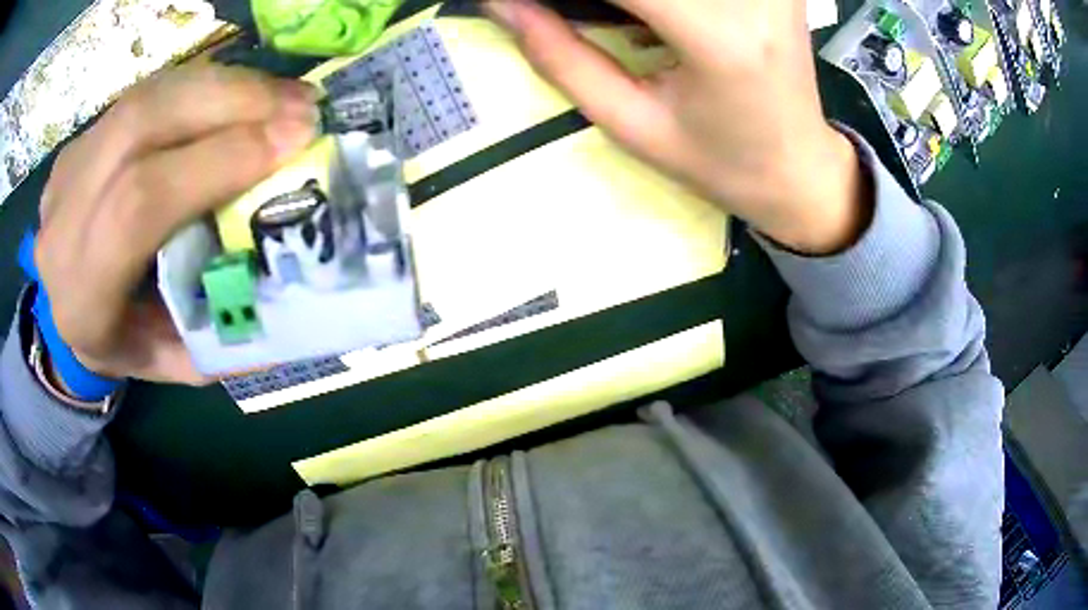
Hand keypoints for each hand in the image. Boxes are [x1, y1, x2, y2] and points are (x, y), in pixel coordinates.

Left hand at [34, 65, 317, 383]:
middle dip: (228, 101)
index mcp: (84, 293)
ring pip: (145, 97)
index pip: (140, 205)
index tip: (292, 142)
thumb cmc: (119, 345)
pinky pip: (145, 94)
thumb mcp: (174, 362)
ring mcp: (68, 167)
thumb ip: (225, 333)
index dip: (216, 161)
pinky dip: (199, 87)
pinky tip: (238, 95)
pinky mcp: (81, 139)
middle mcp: (65, 219)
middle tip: (300, 104)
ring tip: (280, 94)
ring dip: (221, 85)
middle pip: (141, 126)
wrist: (59, 312)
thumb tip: (297, 283)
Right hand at [486, 0, 869, 253]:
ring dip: (632, 3)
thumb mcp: (631, 124)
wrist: (800, 169)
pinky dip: (660, 0)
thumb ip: (560, 57)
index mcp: (717, 37)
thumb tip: (502, 3)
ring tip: (632, 30)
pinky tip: (656, 19)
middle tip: (578, 19)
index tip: (527, 4)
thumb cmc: (718, 162)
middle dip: (602, 1)